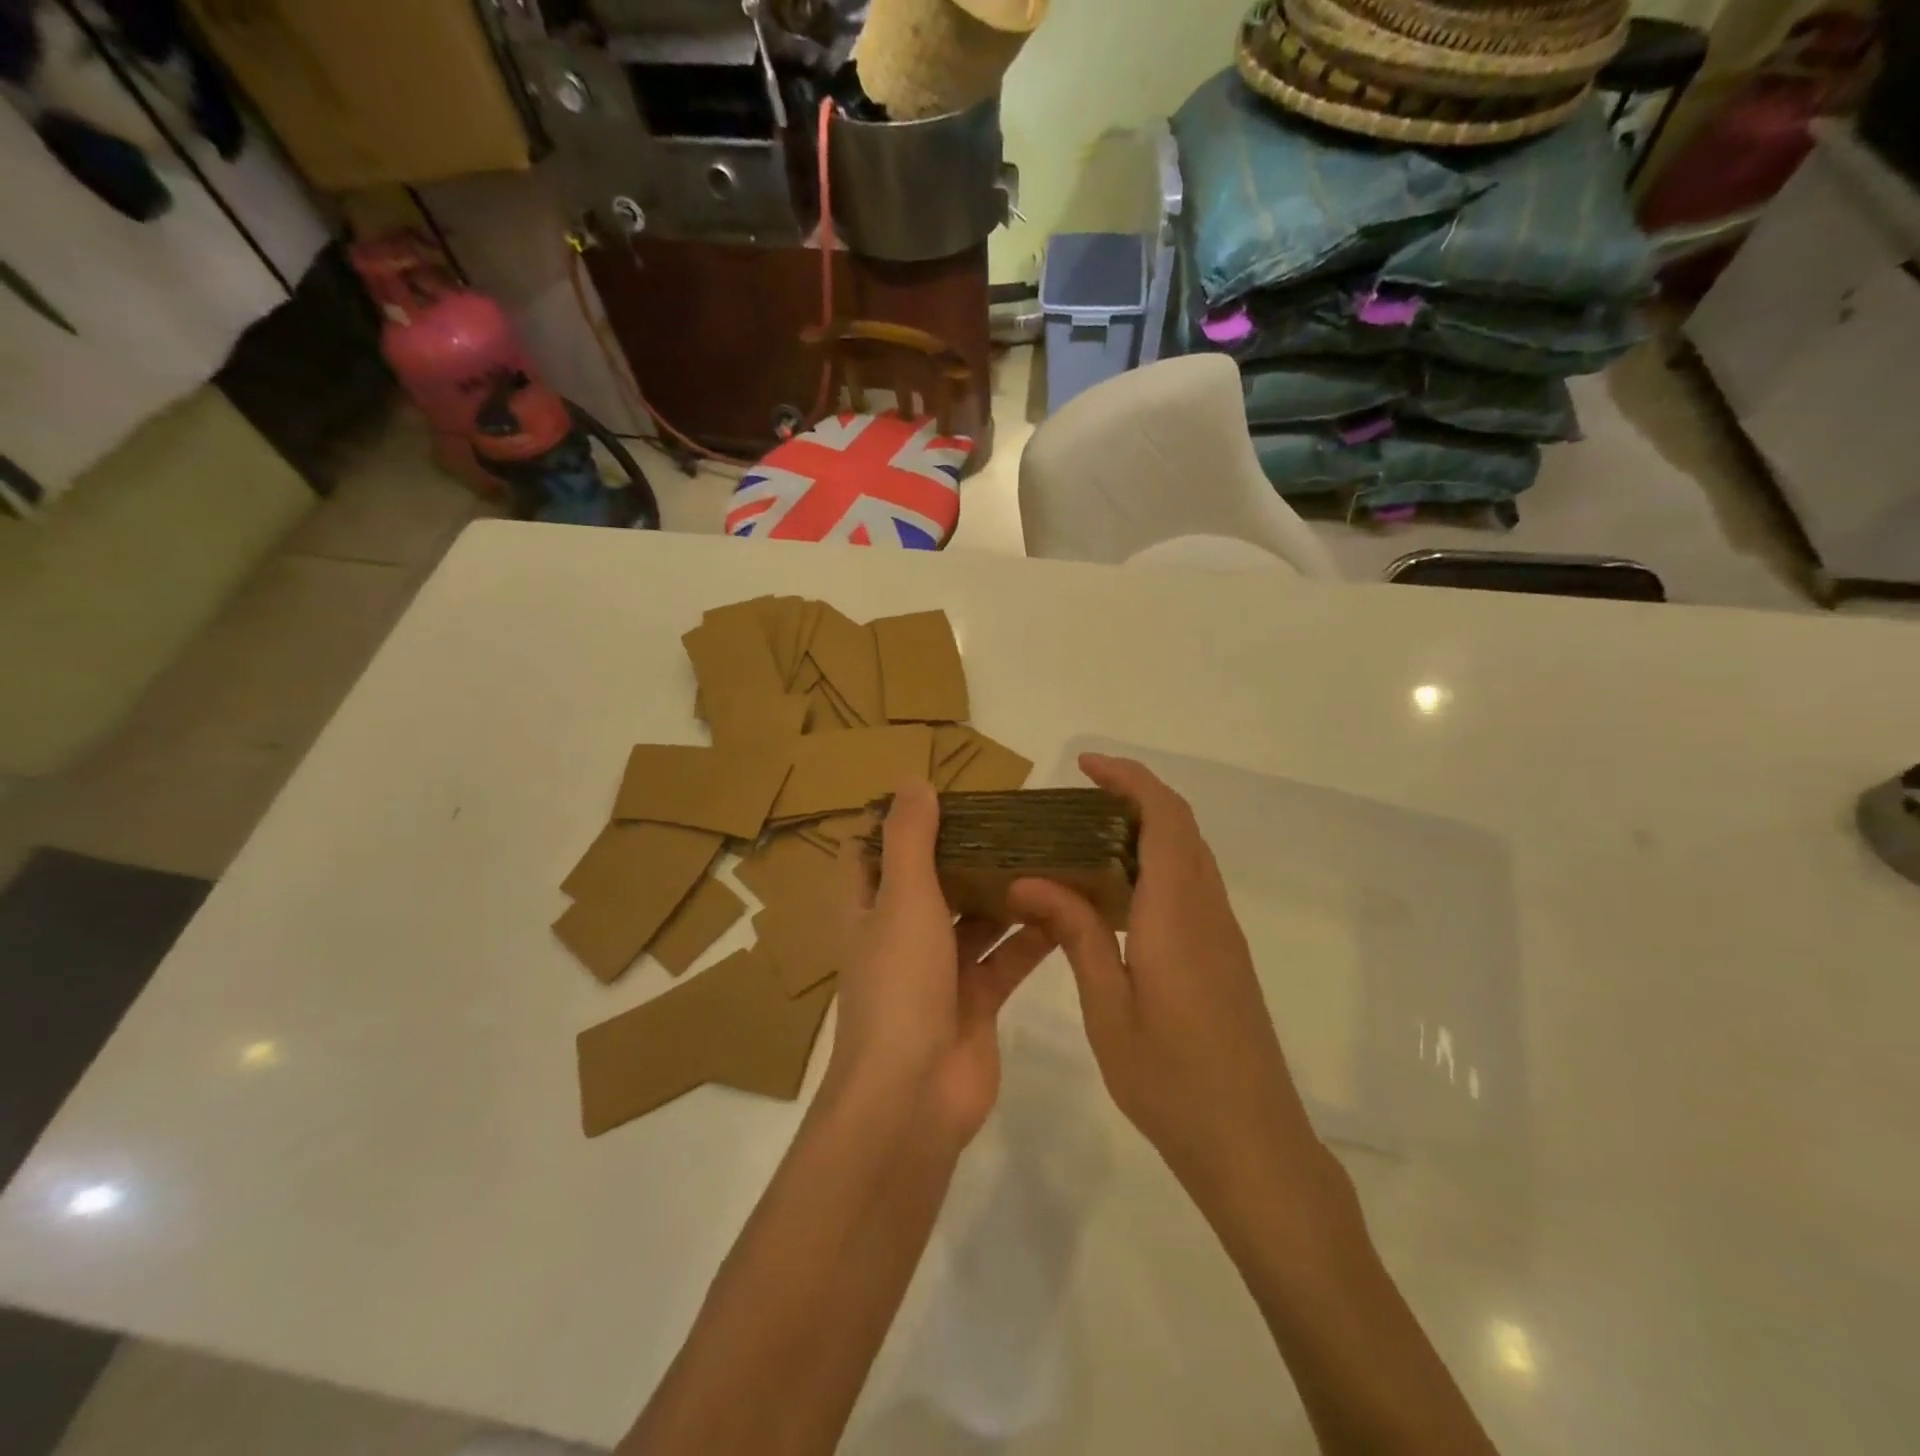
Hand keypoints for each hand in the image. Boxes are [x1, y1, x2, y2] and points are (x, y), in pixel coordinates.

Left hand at [825, 779, 1055, 1144]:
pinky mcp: (976, 1002)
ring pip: (974, 920)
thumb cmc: (899, 986)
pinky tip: (1067, 906)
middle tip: (1009, 817)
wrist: (913, 1097)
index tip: (935, 795)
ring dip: (1003, 892)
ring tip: (1045, 850)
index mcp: (869, 912)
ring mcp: (939, 973)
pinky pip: (1006, 958)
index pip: (869, 856)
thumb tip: (913, 780)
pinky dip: (1031, 936)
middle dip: (963, 853)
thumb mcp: (903, 899)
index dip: (893, 825)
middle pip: (931, 883)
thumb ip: (910, 839)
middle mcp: (900, 937)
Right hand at [1008, 755, 1329, 1212]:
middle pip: (1180, 826)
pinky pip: (1192, 884)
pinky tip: (1117, 892)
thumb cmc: (1172, 1081)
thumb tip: (1031, 880)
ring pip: (1190, 853)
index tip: (1085, 765)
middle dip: (1134, 795)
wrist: (1253, 1144)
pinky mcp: (1225, 954)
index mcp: (1176, 915)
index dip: (1129, 779)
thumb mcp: (1108, 1009)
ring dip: (1147, 828)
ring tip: (1086, 837)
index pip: (1163, 819)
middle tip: (1075, 799)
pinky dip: (1157, 863)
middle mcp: (1206, 910)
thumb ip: (1075, 935)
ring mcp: (1222, 932)